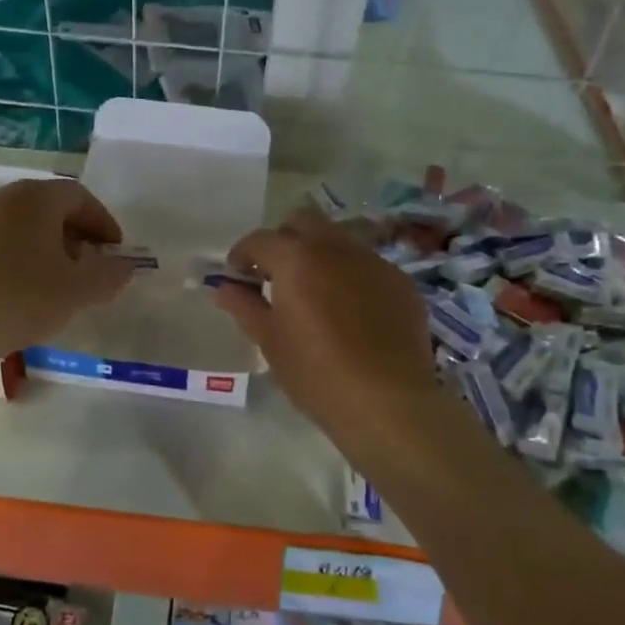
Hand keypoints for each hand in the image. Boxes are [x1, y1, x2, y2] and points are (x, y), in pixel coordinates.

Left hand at [0, 177, 133, 365]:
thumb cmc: (21, 298)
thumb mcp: (78, 290)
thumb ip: (110, 274)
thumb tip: (126, 266)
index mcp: (36, 197)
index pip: (80, 196)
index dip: (103, 222)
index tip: (116, 253)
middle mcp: (3, 198)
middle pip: (50, 206)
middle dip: (77, 234)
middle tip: (92, 267)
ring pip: (24, 224)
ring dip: (50, 246)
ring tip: (61, 281)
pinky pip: (1, 240)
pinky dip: (23, 255)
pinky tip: (26, 289)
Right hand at [211, 208, 441, 443]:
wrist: (388, 403)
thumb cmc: (316, 374)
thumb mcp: (270, 341)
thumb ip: (244, 306)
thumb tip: (222, 287)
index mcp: (297, 258)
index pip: (260, 239)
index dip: (242, 255)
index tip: (238, 277)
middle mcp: (337, 248)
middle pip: (303, 222)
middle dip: (284, 240)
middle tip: (275, 275)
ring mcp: (374, 262)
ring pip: (338, 240)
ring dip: (319, 255)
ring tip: (314, 293)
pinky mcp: (401, 283)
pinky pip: (367, 265)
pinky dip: (350, 276)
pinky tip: (350, 312)